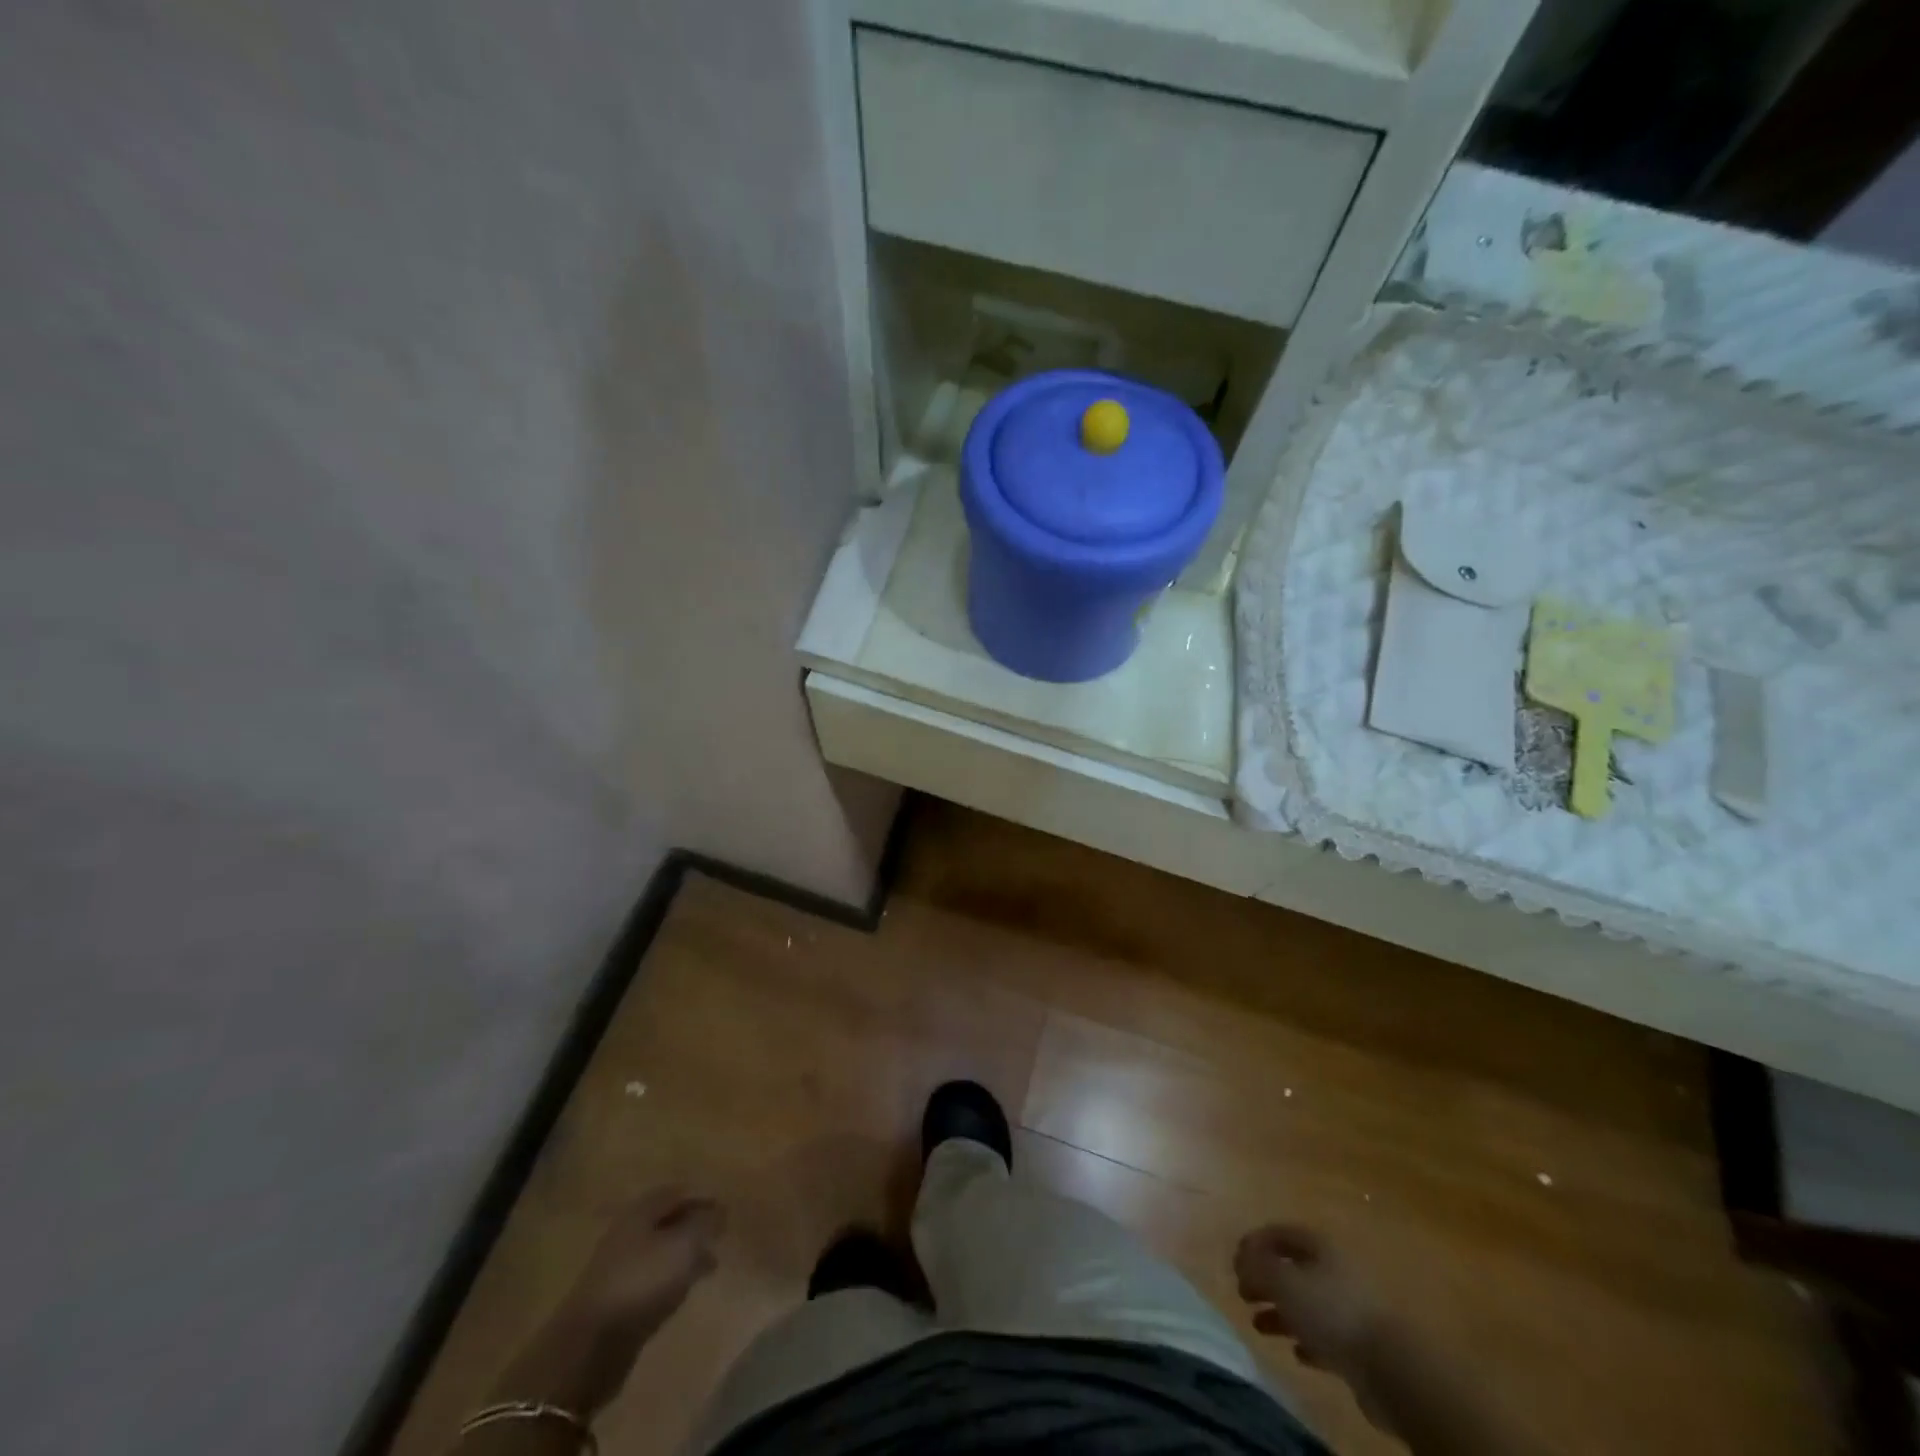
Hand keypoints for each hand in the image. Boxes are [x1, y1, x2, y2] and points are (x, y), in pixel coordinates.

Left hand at [563, 1186, 724, 1340]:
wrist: (588, 1347)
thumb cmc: (641, 1282)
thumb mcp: (683, 1246)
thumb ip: (705, 1224)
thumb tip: (720, 1211)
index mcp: (640, 1212)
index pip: (677, 1192)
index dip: (703, 1196)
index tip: (726, 1209)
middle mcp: (627, 1233)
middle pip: (667, 1220)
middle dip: (695, 1225)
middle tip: (720, 1235)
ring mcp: (619, 1268)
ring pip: (660, 1250)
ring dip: (685, 1254)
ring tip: (710, 1264)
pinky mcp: (617, 1301)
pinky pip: (651, 1278)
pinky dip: (672, 1278)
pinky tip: (684, 1290)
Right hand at [1235, 1225, 1382, 1386]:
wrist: (1390, 1368)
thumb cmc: (1331, 1312)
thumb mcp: (1283, 1282)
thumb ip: (1256, 1266)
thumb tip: (1240, 1258)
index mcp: (1321, 1246)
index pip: (1280, 1233)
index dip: (1254, 1242)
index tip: (1234, 1261)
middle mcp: (1336, 1270)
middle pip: (1293, 1268)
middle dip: (1265, 1280)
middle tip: (1243, 1294)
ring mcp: (1350, 1307)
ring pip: (1307, 1303)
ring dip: (1281, 1312)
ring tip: (1259, 1326)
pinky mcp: (1360, 1343)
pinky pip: (1325, 1335)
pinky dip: (1307, 1339)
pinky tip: (1296, 1352)